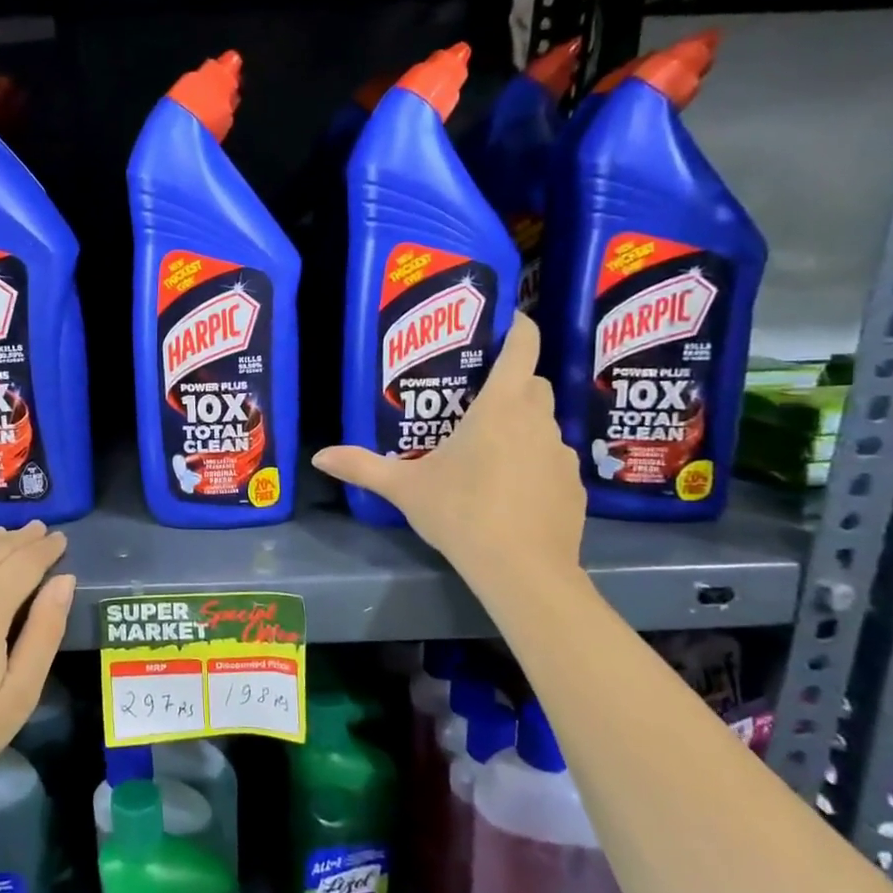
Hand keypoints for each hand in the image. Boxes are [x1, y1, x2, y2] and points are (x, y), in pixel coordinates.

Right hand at [312, 312, 584, 591]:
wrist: (522, 570)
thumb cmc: (462, 513)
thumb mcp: (405, 488)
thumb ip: (363, 467)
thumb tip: (319, 456)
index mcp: (500, 407)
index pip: (523, 347)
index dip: (518, 327)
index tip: (506, 323)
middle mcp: (538, 420)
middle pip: (534, 383)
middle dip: (513, 382)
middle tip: (477, 400)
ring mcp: (561, 454)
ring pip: (545, 423)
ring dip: (523, 426)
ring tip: (490, 451)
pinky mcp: (573, 486)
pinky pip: (552, 461)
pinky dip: (535, 463)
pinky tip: (512, 492)